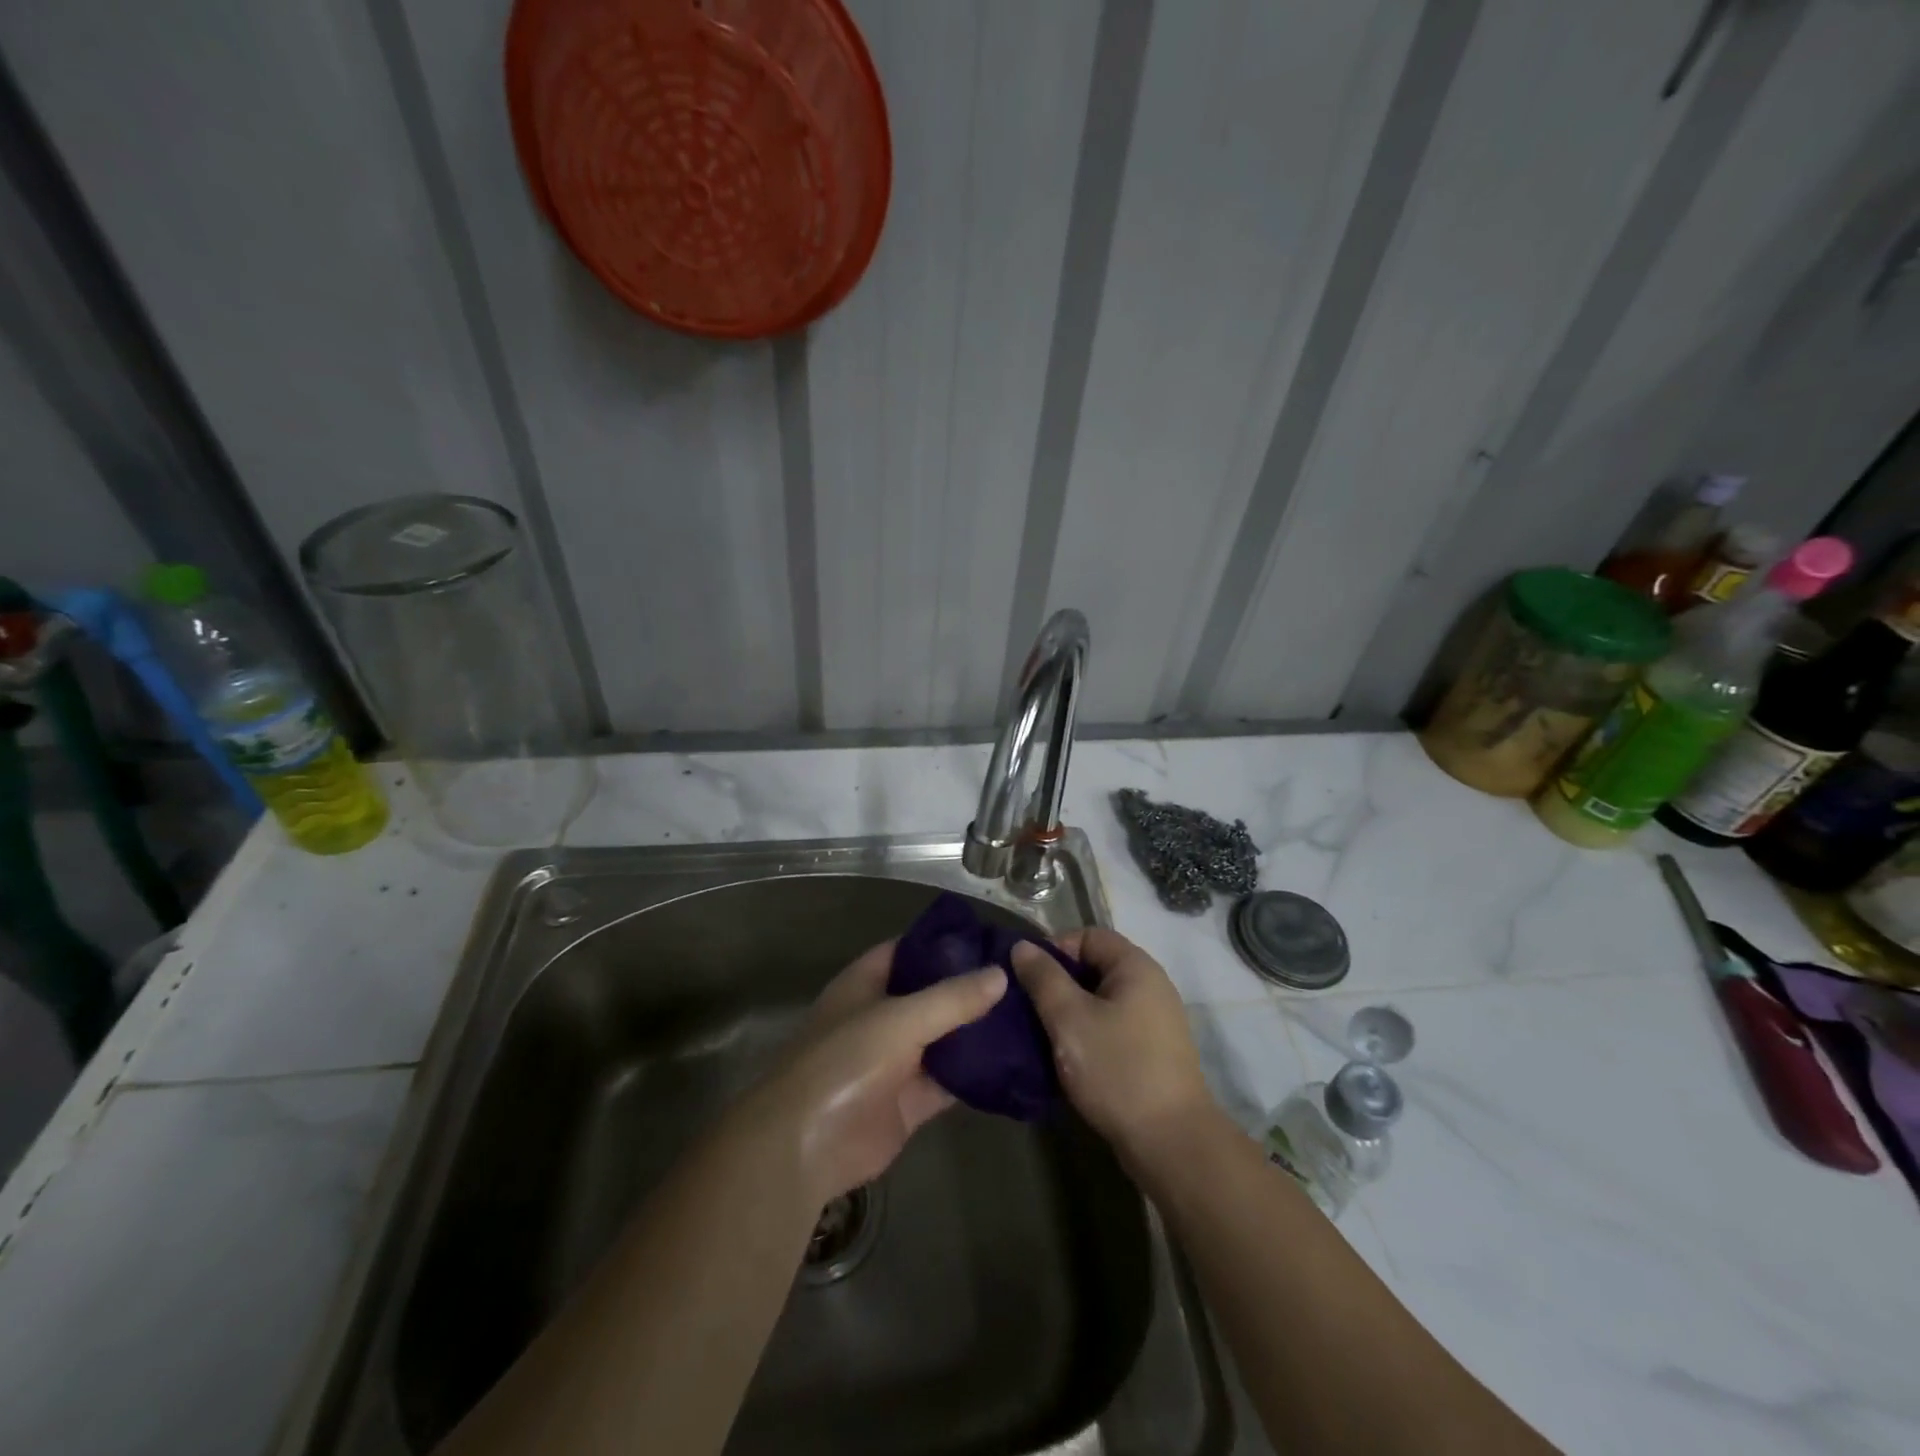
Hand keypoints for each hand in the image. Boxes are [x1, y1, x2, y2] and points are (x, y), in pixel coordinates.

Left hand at [747, 940, 1005, 1203]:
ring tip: (1029, 1014)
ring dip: (977, 1031)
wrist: (805, 1146)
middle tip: (1023, 977)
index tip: (991, 938)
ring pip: (944, 1038)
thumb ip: (951, 998)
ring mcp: (895, 1061)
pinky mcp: (909, 1102)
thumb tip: (1000, 974)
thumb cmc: (844, 1062)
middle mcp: (881, 1017)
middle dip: (970, 988)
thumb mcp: (899, 1019)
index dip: (945, 942)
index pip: (909, 949)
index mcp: (865, 984)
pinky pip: (949, 1081)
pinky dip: (976, 1074)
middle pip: (931, 995)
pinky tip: (1015, 1063)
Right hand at [1011, 928, 1214, 1164]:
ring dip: (1070, 1012)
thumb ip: (1043, 978)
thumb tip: (1022, 946)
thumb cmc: (1117, 1069)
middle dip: (1059, 983)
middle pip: (1095, 966)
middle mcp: (1151, 985)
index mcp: (1136, 966)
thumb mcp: (1069, 1019)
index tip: (1028, 978)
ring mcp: (1155, 1021)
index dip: (1054, 949)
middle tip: (1029, 1007)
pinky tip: (1067, 1056)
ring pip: (1101, 1000)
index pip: (1088, 935)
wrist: (1170, 1142)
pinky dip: (1088, 1033)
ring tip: (1042, 1033)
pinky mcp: (1153, 1052)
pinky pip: (1112, 1026)